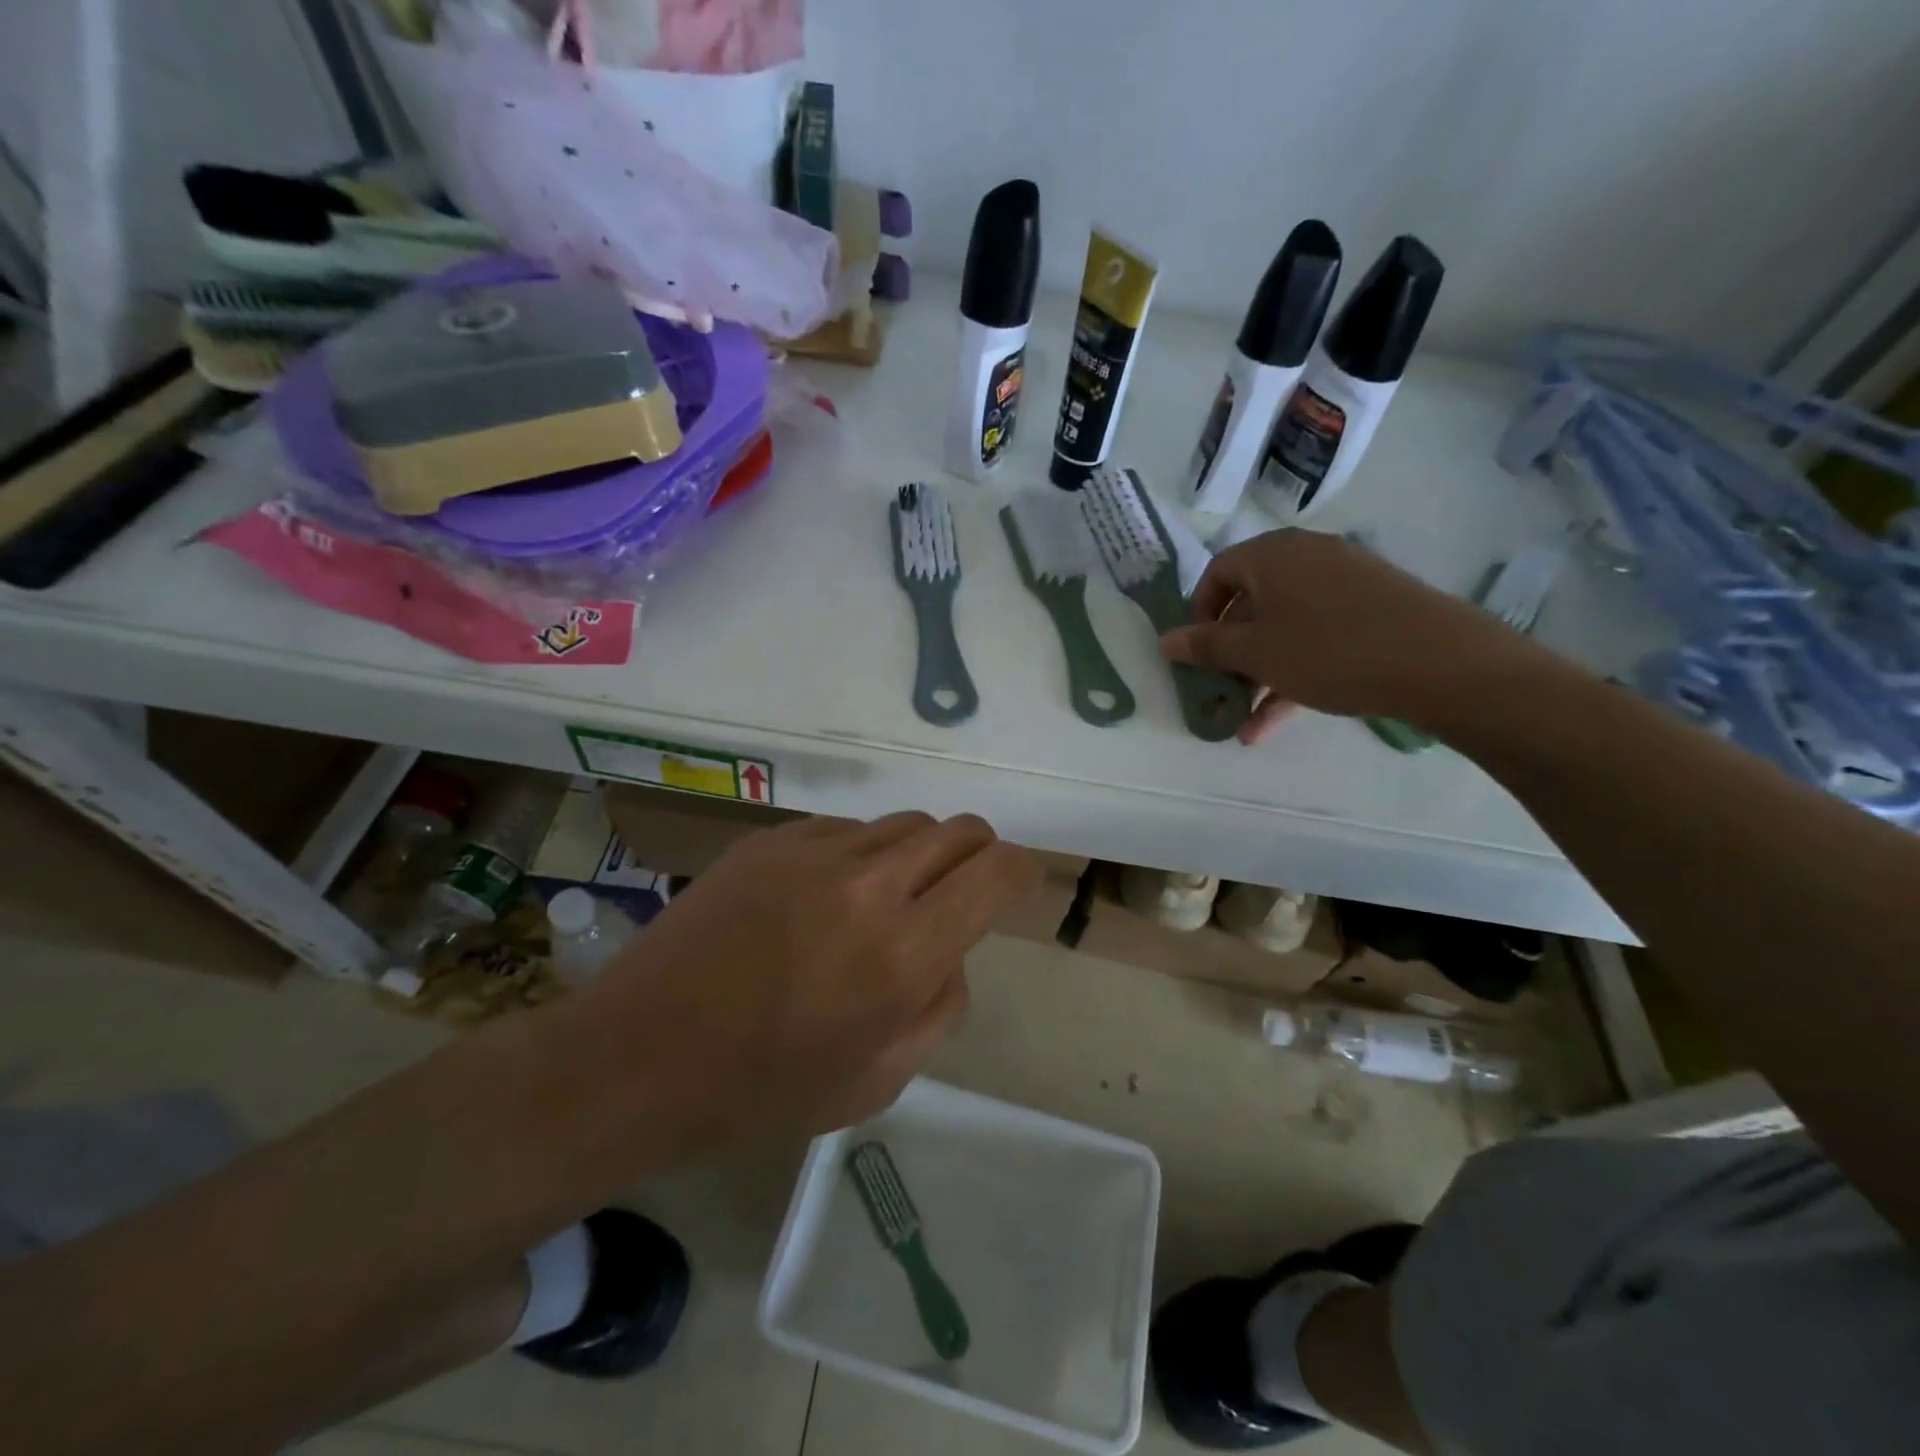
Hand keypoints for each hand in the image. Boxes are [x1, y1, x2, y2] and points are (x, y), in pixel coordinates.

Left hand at [574, 812, 1038, 1158]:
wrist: (636, 1056)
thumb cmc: (761, 1090)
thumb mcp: (878, 1081)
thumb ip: (941, 1006)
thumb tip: (953, 949)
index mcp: (903, 952)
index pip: (996, 872)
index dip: (1021, 872)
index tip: (1018, 886)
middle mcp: (869, 883)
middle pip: (959, 830)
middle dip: (979, 855)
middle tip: (961, 893)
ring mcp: (815, 850)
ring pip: (905, 823)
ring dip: (919, 855)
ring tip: (888, 900)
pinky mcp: (772, 839)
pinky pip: (848, 829)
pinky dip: (862, 854)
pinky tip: (827, 896)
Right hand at [1160, 529, 1537, 742]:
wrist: (1442, 663)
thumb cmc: (1329, 650)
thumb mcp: (1255, 653)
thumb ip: (1206, 647)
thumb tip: (1165, 641)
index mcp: (1273, 554)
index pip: (1218, 572)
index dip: (1199, 614)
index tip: (1197, 653)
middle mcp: (1307, 558)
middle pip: (1252, 602)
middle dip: (1230, 653)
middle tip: (1220, 690)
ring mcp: (1345, 583)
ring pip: (1284, 627)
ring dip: (1259, 674)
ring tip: (1245, 722)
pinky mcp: (1373, 610)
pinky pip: (1317, 637)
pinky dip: (1294, 672)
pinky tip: (1277, 721)